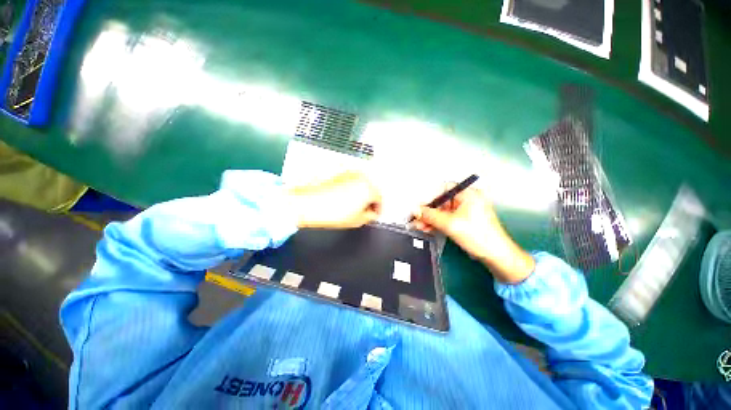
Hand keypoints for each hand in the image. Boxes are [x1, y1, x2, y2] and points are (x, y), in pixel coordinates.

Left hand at [288, 171, 381, 228]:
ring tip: (352, 206)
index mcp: (369, 188)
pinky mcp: (340, 172)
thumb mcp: (357, 220)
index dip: (378, 209)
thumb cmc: (331, 212)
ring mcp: (350, 173)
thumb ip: (370, 216)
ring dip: (361, 194)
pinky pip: (352, 181)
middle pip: (372, 190)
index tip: (374, 214)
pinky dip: (352, 189)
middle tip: (364, 211)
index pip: (380, 199)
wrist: (308, 203)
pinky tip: (344, 198)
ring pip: (362, 185)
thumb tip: (371, 213)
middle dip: (370, 201)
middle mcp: (361, 177)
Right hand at [412, 185, 534, 283]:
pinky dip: (437, 223)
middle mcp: (468, 199)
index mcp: (469, 194)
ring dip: (431, 219)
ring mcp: (466, 210)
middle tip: (416, 219)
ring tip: (419, 226)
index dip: (430, 197)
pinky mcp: (464, 220)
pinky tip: (427, 228)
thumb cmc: (477, 236)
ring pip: (443, 211)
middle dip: (428, 211)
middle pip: (442, 201)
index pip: (444, 189)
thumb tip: (415, 210)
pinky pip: (447, 218)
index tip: (420, 207)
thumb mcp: (450, 224)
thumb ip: (430, 215)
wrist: (496, 255)